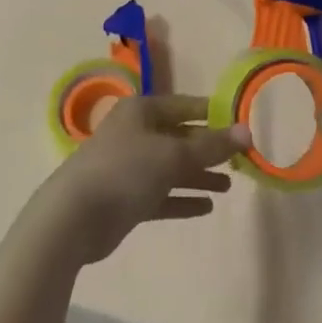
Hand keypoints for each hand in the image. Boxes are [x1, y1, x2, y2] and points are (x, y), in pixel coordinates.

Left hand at [29, 94, 250, 265]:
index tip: (242, 124)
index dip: (213, 114)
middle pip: (179, 137)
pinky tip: (206, 207)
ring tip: (229, 186)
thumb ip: (211, 146)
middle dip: (208, 149)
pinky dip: (182, 198)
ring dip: (199, 175)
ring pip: (171, 167)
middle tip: (241, 161)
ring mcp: (129, 166)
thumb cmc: (125, 171)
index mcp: (142, 111)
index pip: (185, 105)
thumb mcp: (173, 154)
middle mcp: (135, 133)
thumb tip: (247, 132)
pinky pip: (161, 194)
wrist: (74, 217)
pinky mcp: (126, 198)